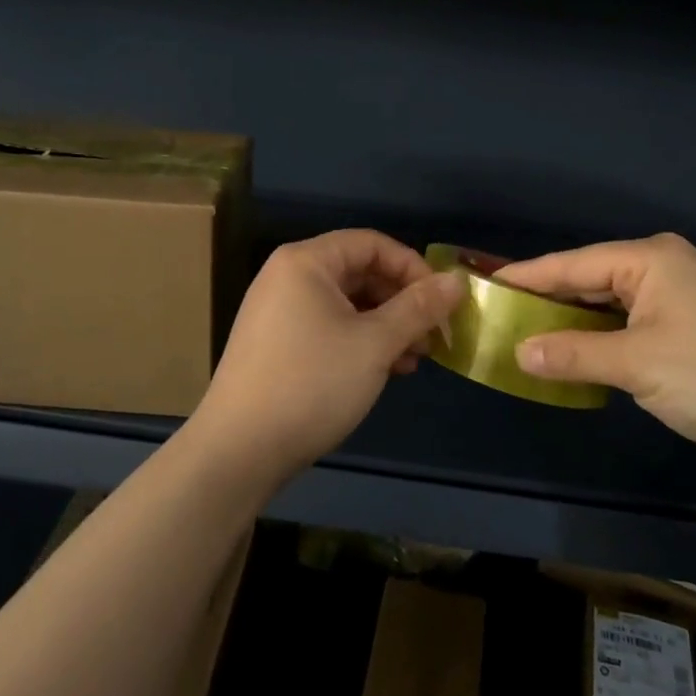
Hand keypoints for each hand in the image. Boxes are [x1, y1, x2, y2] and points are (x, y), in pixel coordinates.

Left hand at [189, 230, 463, 484]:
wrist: (238, 451)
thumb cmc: (311, 384)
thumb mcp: (375, 344)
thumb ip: (419, 308)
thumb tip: (457, 280)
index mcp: (307, 262)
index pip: (373, 244)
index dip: (413, 268)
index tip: (442, 304)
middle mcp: (289, 277)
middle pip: (360, 272)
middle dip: (402, 302)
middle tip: (433, 337)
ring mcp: (279, 311)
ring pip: (347, 303)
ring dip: (386, 326)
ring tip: (414, 360)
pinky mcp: (277, 344)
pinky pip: (329, 326)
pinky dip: (361, 341)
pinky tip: (385, 371)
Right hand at [496, 234, 695, 465]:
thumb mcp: (636, 365)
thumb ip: (574, 354)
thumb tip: (520, 353)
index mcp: (650, 258)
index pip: (572, 263)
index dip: (527, 276)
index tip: (484, 283)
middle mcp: (663, 266)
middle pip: (590, 278)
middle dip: (548, 298)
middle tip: (499, 313)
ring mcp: (679, 295)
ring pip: (610, 302)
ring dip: (574, 320)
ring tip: (527, 331)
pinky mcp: (690, 324)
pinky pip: (630, 321)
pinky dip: (601, 335)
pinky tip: (577, 349)